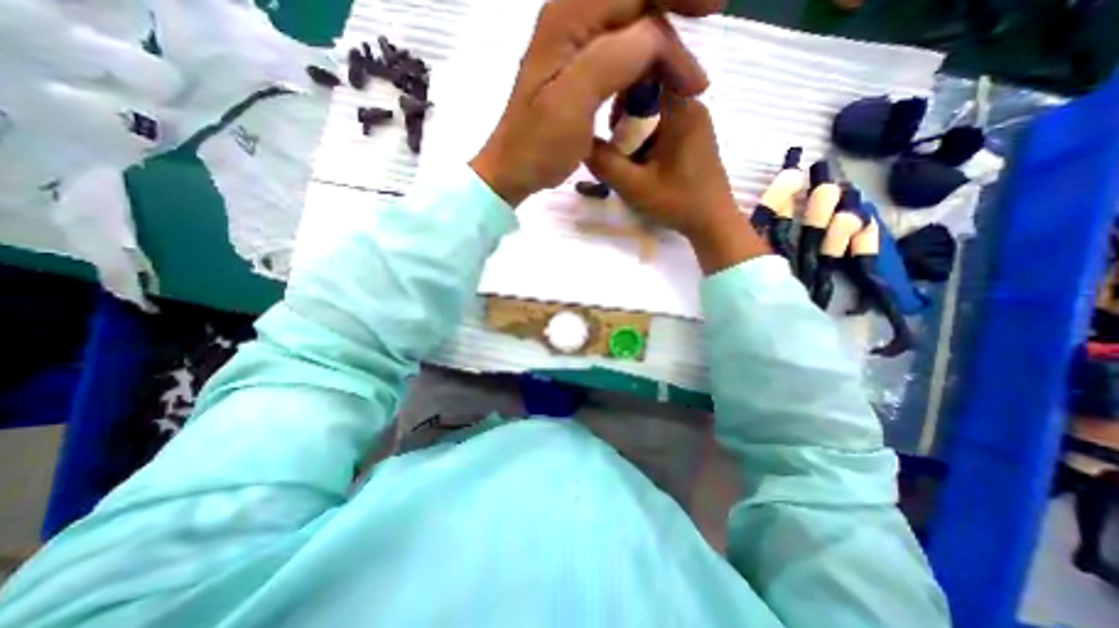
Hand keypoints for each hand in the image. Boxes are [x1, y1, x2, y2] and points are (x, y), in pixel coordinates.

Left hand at [468, 0, 725, 204]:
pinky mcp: (577, 65)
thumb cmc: (539, 144)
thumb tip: (658, 38)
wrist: (515, 167)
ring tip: (682, 74)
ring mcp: (573, 41)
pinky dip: (644, 57)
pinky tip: (655, 77)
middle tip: (708, 27)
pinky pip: (620, 45)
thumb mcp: (575, 101)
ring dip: (662, 40)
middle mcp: (570, 17)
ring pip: (631, 21)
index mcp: (568, 19)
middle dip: (676, 8)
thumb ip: (617, 58)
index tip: (714, 11)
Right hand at [587, 94, 769, 274]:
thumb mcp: (634, 186)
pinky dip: (647, 143)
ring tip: (633, 167)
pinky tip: (646, 167)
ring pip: (653, 115)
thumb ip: (605, 163)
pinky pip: (662, 127)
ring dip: (635, 137)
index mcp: (680, 110)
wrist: (712, 222)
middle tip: (620, 156)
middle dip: (626, 125)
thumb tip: (580, 141)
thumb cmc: (677, 202)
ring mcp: (694, 122)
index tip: (611, 131)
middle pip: (646, 98)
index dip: (620, 99)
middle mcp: (690, 106)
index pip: (643, 80)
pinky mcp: (693, 137)